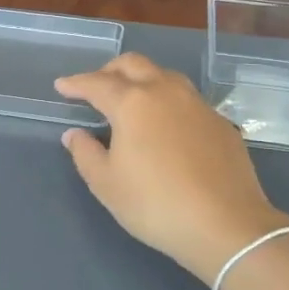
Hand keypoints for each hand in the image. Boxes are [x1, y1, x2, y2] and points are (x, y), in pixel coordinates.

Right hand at [56, 55, 288, 282]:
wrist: (226, 224)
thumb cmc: (155, 204)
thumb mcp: (106, 184)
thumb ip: (85, 153)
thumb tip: (75, 134)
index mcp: (133, 102)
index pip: (97, 83)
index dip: (76, 83)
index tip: (62, 86)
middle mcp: (166, 92)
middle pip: (134, 64)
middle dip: (110, 70)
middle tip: (96, 87)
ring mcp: (198, 104)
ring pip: (165, 76)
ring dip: (142, 80)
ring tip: (132, 101)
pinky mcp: (220, 122)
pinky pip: (187, 99)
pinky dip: (168, 102)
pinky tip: (166, 126)